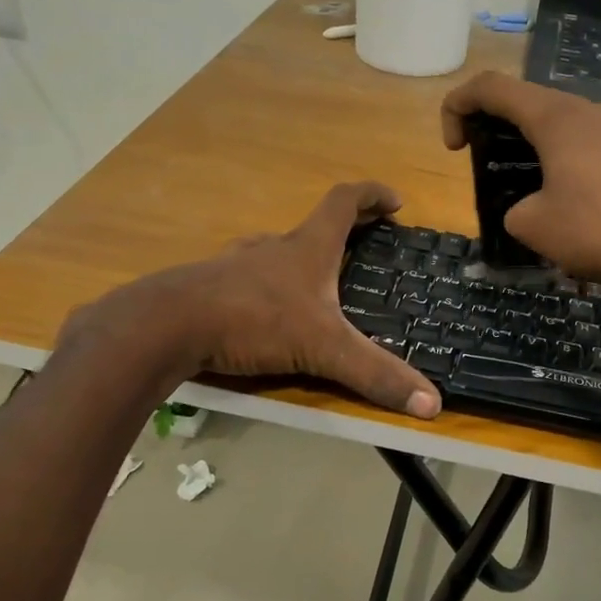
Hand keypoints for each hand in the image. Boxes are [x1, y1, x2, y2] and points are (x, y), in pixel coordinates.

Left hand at [73, 183, 440, 418]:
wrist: (166, 325)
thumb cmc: (253, 320)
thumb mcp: (323, 349)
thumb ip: (375, 375)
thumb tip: (433, 405)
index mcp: (306, 248)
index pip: (344, 201)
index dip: (372, 195)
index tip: (395, 201)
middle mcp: (272, 247)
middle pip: (312, 225)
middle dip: (343, 231)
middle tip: (365, 246)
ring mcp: (236, 264)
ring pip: (275, 250)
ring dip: (301, 258)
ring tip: (317, 283)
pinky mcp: (210, 287)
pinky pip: (247, 278)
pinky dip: (266, 285)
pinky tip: (265, 313)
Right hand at [441, 71, 600, 300]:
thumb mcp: (535, 228)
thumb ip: (516, 211)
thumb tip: (530, 208)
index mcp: (558, 117)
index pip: (493, 88)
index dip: (459, 106)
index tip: (454, 146)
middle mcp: (596, 110)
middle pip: (538, 110)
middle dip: (509, 139)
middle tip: (503, 181)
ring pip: (577, 134)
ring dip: (553, 160)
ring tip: (554, 207)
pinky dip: (588, 174)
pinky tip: (596, 215)